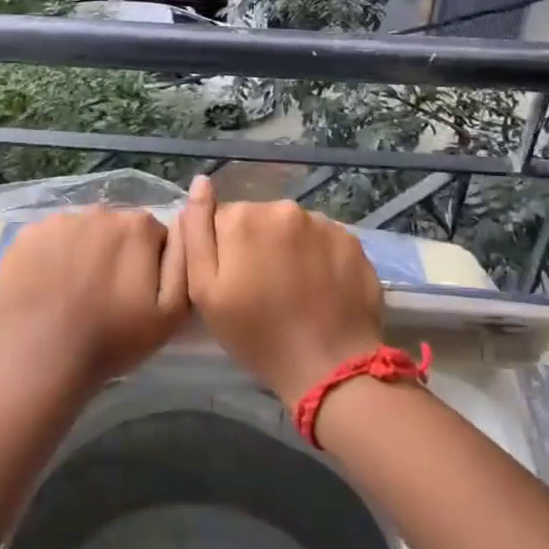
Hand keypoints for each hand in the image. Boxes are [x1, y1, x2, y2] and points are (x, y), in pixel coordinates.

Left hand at [0, 206, 187, 392]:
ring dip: (83, 252)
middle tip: (106, 294)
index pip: (153, 235)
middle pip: (116, 229)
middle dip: (116, 253)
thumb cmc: (114, 338)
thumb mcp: (172, 312)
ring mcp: (59, 220)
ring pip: (81, 232)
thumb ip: (184, 260)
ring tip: (74, 292)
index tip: (137, 292)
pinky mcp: (26, 234)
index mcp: (137, 226)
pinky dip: (51, 256)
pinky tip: (48, 286)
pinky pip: (48, 239)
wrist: (44, 358)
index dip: (149, 263)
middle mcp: (99, 211)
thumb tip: (183, 222)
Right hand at [175, 175, 382, 407]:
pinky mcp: (351, 239)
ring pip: (293, 229)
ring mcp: (322, 222)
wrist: (328, 365)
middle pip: (259, 220)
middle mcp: (283, 208)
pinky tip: (320, 287)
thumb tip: (200, 183)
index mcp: (243, 218)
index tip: (234, 281)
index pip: (222, 219)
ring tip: (295, 290)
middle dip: (258, 245)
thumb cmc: (257, 334)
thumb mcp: (205, 291)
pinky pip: (323, 240)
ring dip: (289, 249)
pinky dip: (318, 257)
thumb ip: (197, 233)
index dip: (225, 250)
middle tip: (264, 289)